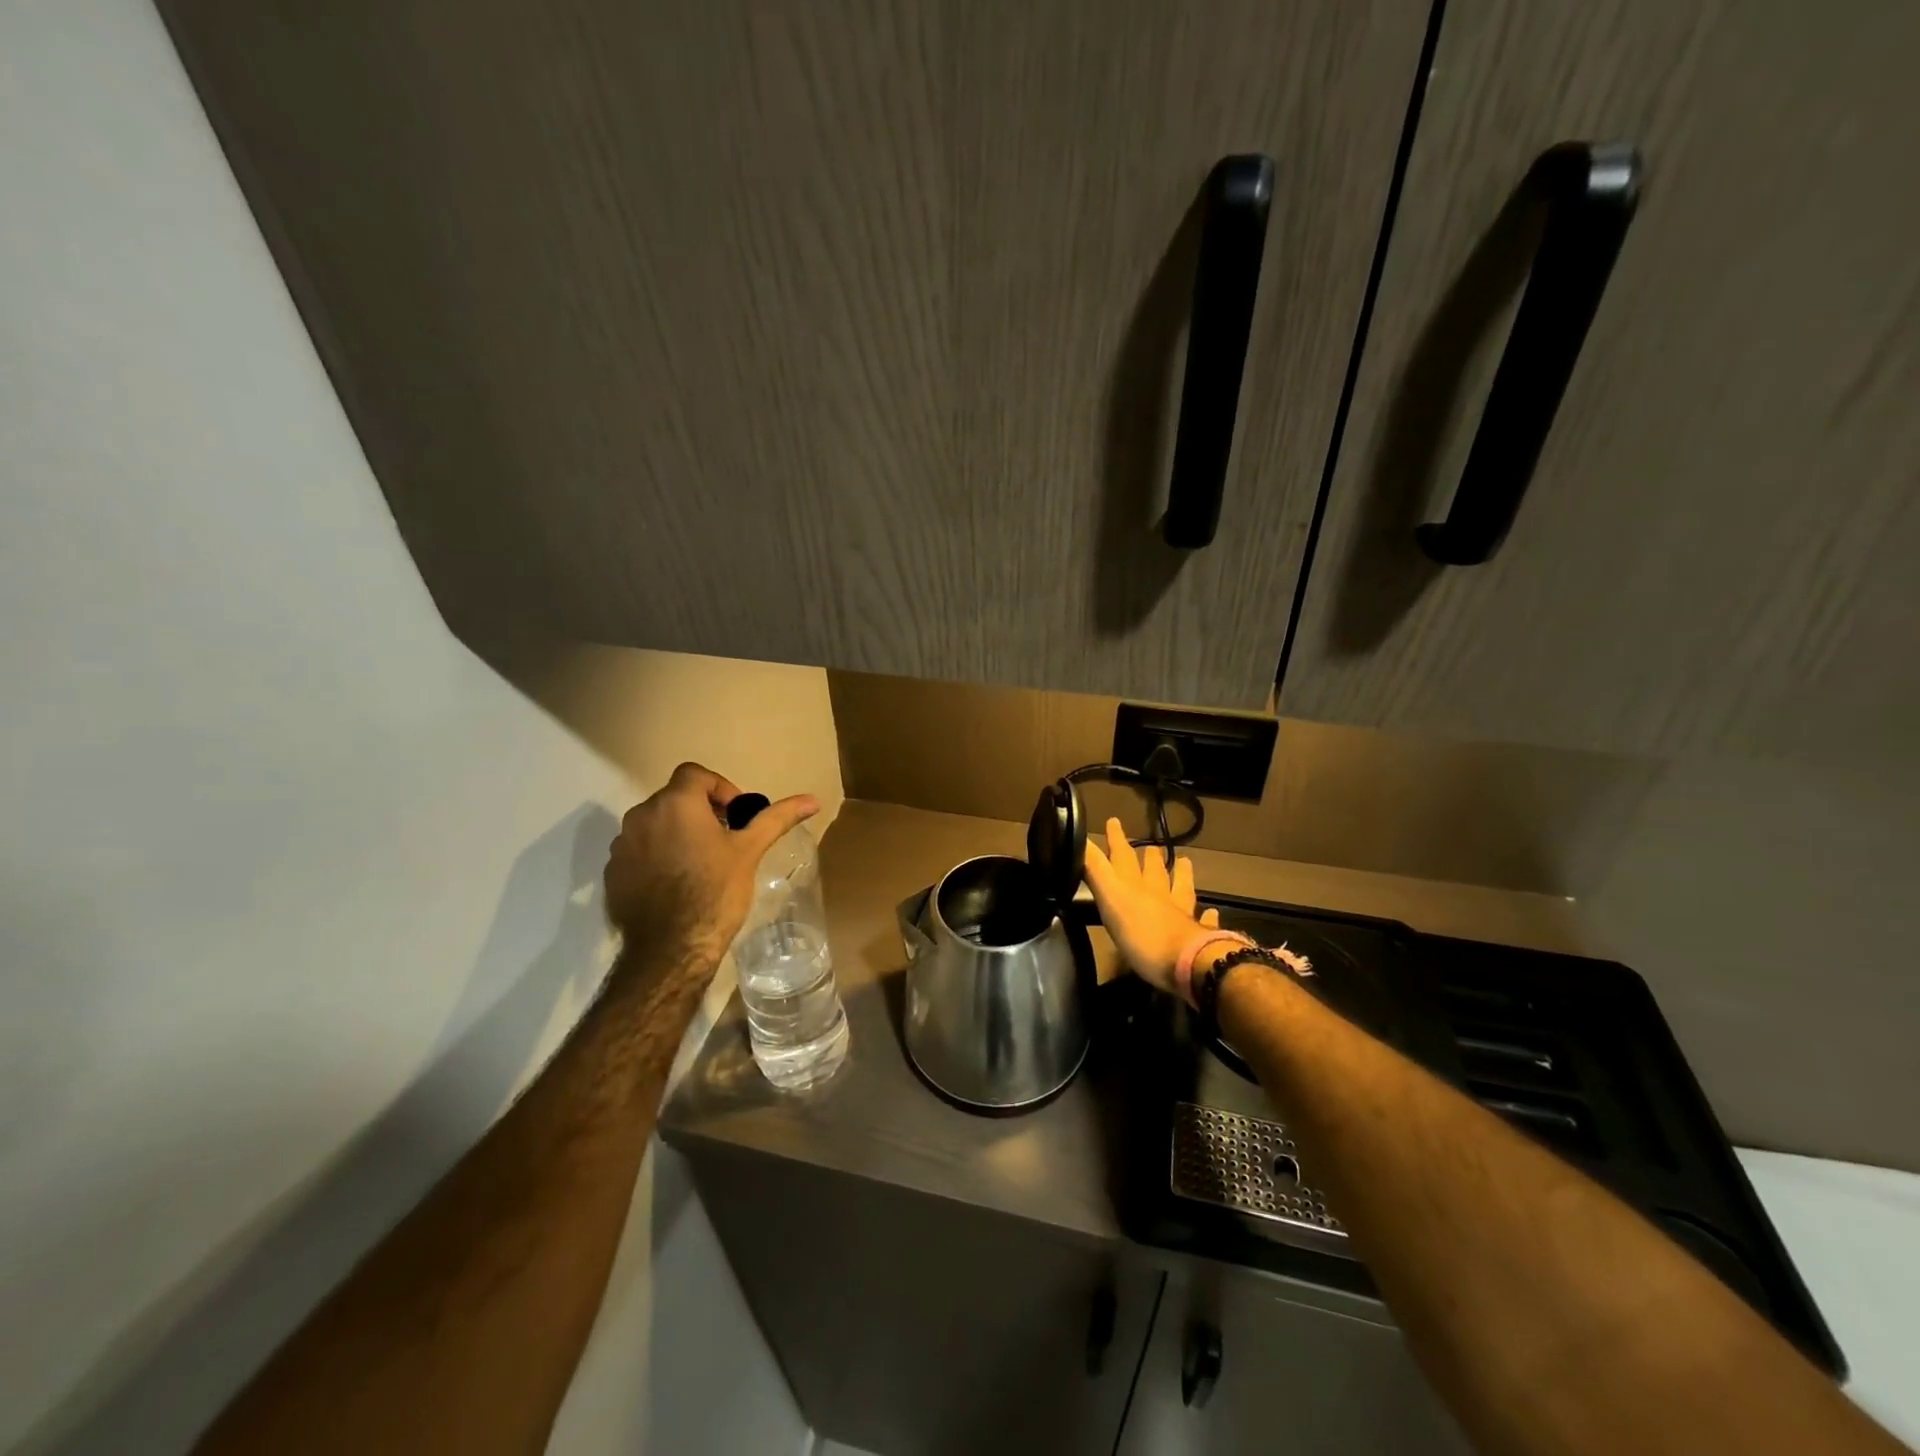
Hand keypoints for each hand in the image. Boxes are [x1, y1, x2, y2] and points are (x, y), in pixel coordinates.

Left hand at [605, 762, 818, 972]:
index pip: (695, 774)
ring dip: (677, 832)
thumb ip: (777, 818)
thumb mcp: (750, 851)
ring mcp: (622, 846)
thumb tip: (813, 799)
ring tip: (701, 862)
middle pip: (674, 798)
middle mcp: (641, 816)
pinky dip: (658, 856)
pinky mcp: (612, 873)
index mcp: (675, 803)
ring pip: (655, 825)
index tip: (736, 815)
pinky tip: (677, 883)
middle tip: (725, 840)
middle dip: (701, 811)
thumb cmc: (715, 892)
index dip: (720, 788)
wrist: (670, 950)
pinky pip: (639, 851)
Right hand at [1082, 818, 1219, 996]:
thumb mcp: (1110, 899)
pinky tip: (1211, 912)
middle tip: (1150, 846)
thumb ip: (1096, 870)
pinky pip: (1204, 921)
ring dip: (1181, 875)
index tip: (1114, 821)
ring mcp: (1182, 915)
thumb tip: (1080, 839)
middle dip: (1149, 857)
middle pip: (1154, 871)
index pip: (1123, 857)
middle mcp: (1160, 896)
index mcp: (1135, 887)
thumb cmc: (1142, 935)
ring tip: (1184, 862)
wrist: (1188, 963)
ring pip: (1181, 888)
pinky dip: (1206, 915)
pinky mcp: (1199, 936)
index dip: (1116, 840)